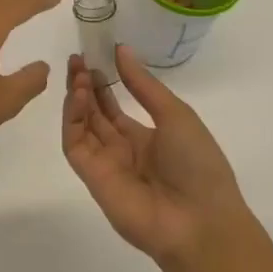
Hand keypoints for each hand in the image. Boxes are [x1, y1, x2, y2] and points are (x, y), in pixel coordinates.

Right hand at [61, 44, 255, 264]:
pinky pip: (75, 144)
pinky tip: (78, 95)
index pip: (115, 107)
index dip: (103, 83)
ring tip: (76, 71)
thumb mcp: (176, 115)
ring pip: (82, 126)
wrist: (200, 221)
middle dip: (84, 86)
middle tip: (77, 59)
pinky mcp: (91, 176)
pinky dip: (72, 119)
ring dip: (77, 98)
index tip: (94, 57)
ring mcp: (105, 163)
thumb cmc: (198, 164)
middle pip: (95, 114)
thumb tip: (121, 50)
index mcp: (147, 138)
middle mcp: (123, 150)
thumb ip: (144, 85)